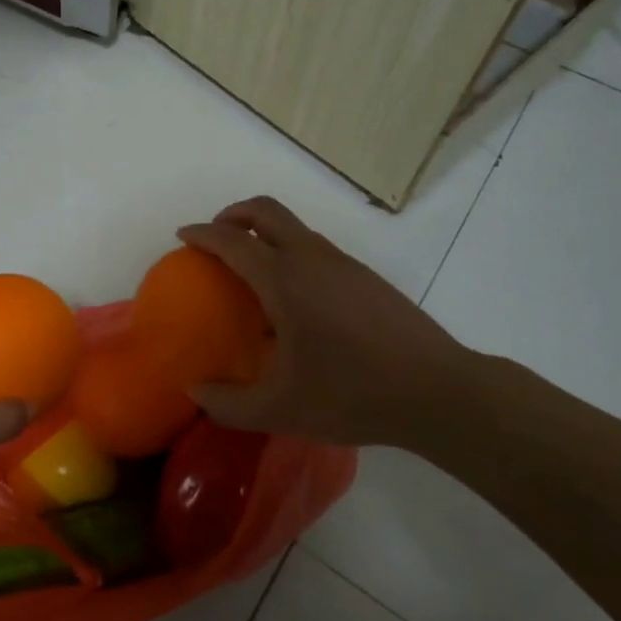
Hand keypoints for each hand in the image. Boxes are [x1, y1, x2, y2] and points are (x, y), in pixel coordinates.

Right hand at [176, 197, 477, 447]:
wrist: (437, 392)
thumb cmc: (351, 394)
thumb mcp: (279, 410)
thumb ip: (227, 403)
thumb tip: (195, 390)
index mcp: (284, 279)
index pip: (232, 240)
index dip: (202, 234)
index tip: (183, 236)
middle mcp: (311, 258)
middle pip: (265, 210)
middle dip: (233, 214)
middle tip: (217, 240)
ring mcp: (343, 264)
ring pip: (294, 228)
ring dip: (265, 234)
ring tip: (252, 275)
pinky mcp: (366, 277)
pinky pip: (316, 248)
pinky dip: (290, 253)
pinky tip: (295, 302)